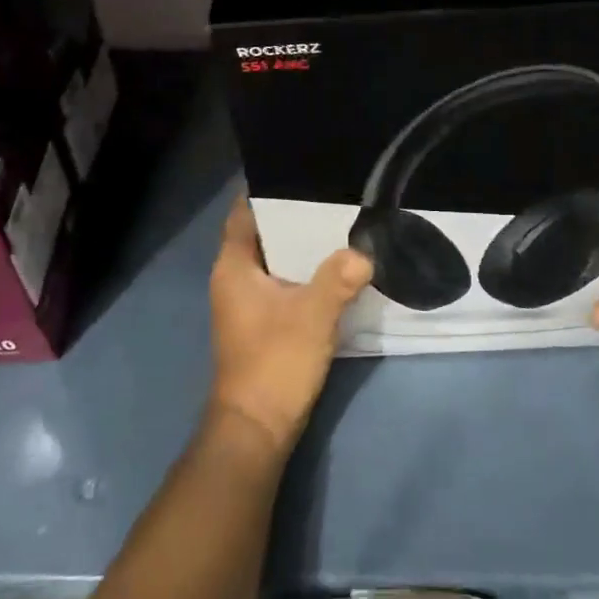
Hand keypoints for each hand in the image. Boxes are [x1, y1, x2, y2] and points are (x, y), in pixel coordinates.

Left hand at [207, 196, 372, 459]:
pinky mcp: (262, 320)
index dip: (266, 189)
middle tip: (330, 191)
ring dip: (299, 244)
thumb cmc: (274, 361)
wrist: (257, 428)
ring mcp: (246, 301)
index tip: (298, 169)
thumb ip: (339, 278)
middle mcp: (234, 277)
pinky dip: (302, 269)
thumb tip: (364, 252)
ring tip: (338, 220)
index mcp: (234, 266)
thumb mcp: (313, 315)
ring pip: (274, 258)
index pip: (244, 212)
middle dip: (292, 213)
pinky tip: (334, 263)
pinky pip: (282, 280)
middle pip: (262, 232)